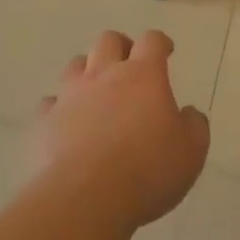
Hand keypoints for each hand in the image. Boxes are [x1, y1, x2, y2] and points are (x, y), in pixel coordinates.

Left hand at [29, 30, 209, 228]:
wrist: (85, 198)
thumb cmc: (147, 171)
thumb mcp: (191, 152)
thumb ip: (194, 126)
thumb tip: (188, 114)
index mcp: (143, 76)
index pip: (151, 41)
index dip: (160, 42)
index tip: (166, 51)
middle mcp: (103, 75)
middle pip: (108, 40)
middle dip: (121, 47)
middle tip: (130, 65)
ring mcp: (69, 96)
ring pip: (75, 64)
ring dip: (88, 70)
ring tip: (97, 91)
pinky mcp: (45, 121)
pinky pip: (51, 102)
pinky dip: (61, 107)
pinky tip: (67, 122)